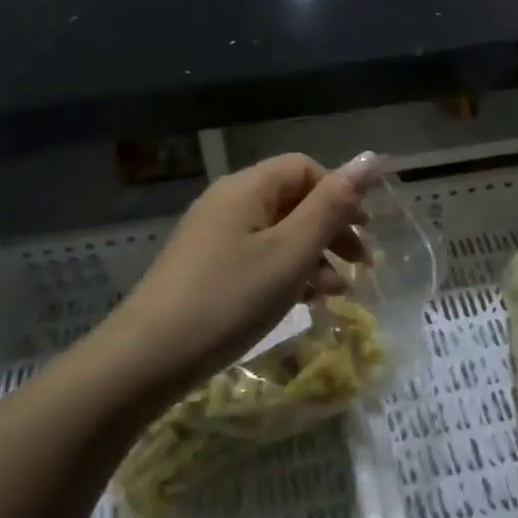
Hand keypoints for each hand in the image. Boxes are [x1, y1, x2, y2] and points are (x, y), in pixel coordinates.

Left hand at [91, 153, 379, 396]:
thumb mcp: (292, 251)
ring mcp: (213, 236)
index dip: (340, 194)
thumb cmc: (230, 297)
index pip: (305, 168)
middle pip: (293, 200)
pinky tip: (303, 302)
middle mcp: (228, 202)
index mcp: (248, 188)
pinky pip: (257, 257)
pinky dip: (286, 273)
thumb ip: (332, 205)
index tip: (365, 232)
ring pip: (278, 232)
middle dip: (332, 229)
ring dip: (314, 256)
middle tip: (362, 264)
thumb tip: (370, 159)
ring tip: (336, 293)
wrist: (147, 358)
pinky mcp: (205, 269)